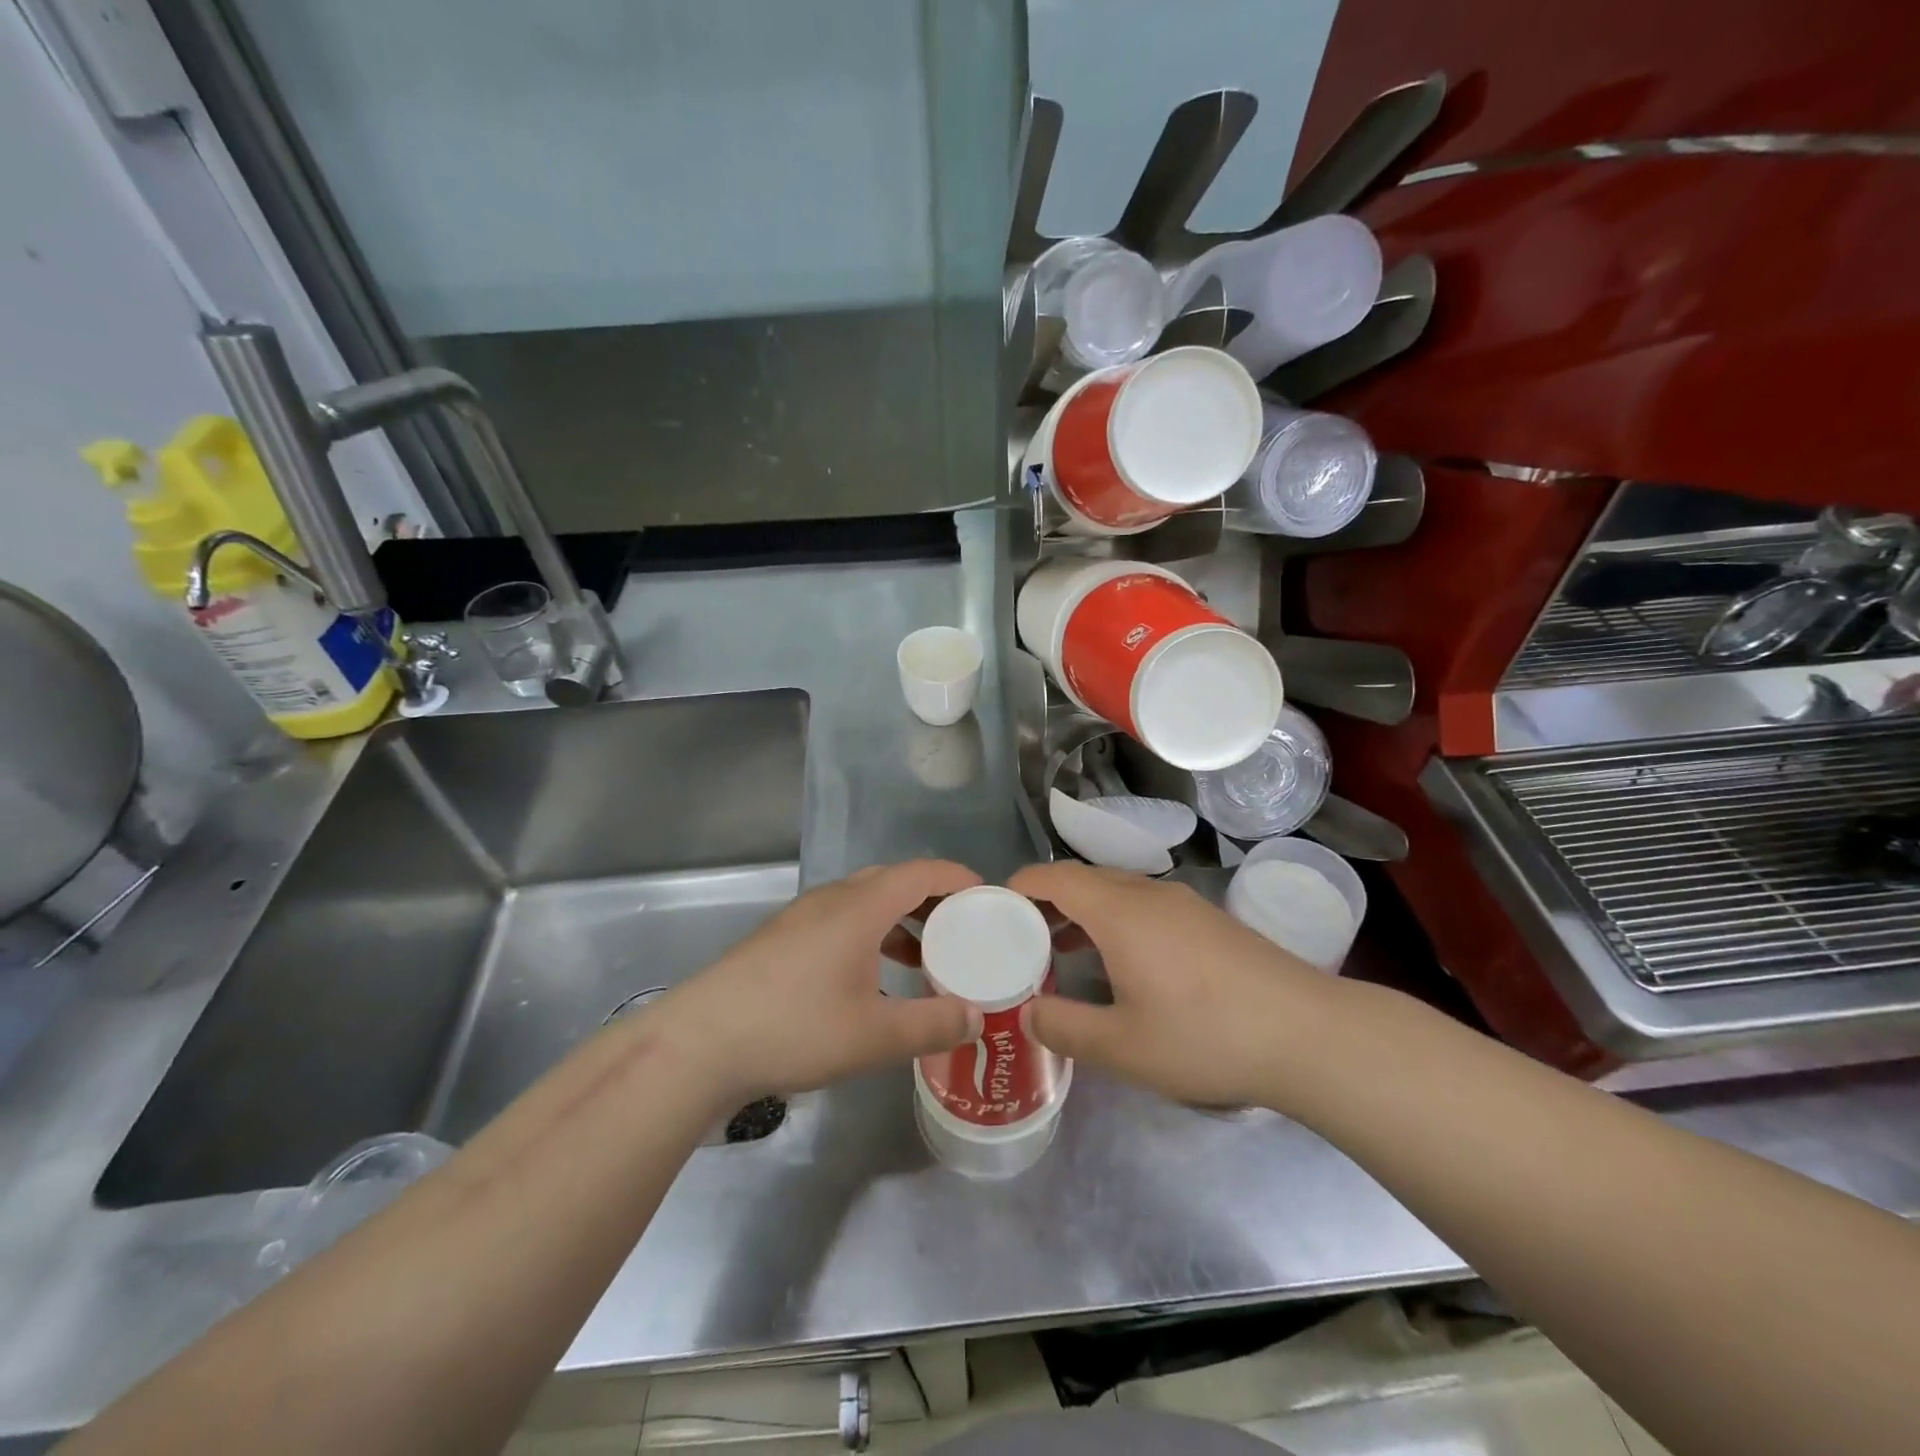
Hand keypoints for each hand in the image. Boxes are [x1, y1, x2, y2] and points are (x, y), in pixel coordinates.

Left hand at [650, 860, 985, 1104]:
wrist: (699, 1043)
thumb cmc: (793, 1029)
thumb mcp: (873, 1036)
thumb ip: (932, 1025)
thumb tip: (976, 1017)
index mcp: (860, 907)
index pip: (922, 872)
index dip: (960, 879)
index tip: (989, 900)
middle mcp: (833, 899)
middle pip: (895, 881)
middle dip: (935, 900)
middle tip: (966, 930)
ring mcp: (804, 916)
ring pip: (867, 901)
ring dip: (902, 919)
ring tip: (929, 955)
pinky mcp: (784, 938)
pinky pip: (844, 919)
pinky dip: (873, 934)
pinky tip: (876, 975)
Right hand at [1008, 862, 1338, 1111]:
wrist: (1307, 1034)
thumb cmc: (1206, 1036)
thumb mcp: (1123, 1047)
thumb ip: (1065, 1027)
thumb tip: (1029, 1013)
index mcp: (1119, 911)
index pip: (1055, 877)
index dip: (1020, 886)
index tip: (994, 910)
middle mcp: (1148, 893)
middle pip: (1083, 880)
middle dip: (1047, 902)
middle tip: (1019, 939)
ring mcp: (1183, 904)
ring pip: (1116, 892)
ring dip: (1082, 912)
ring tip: (1061, 951)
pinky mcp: (1207, 920)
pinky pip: (1144, 905)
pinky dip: (1114, 921)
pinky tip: (1120, 963)